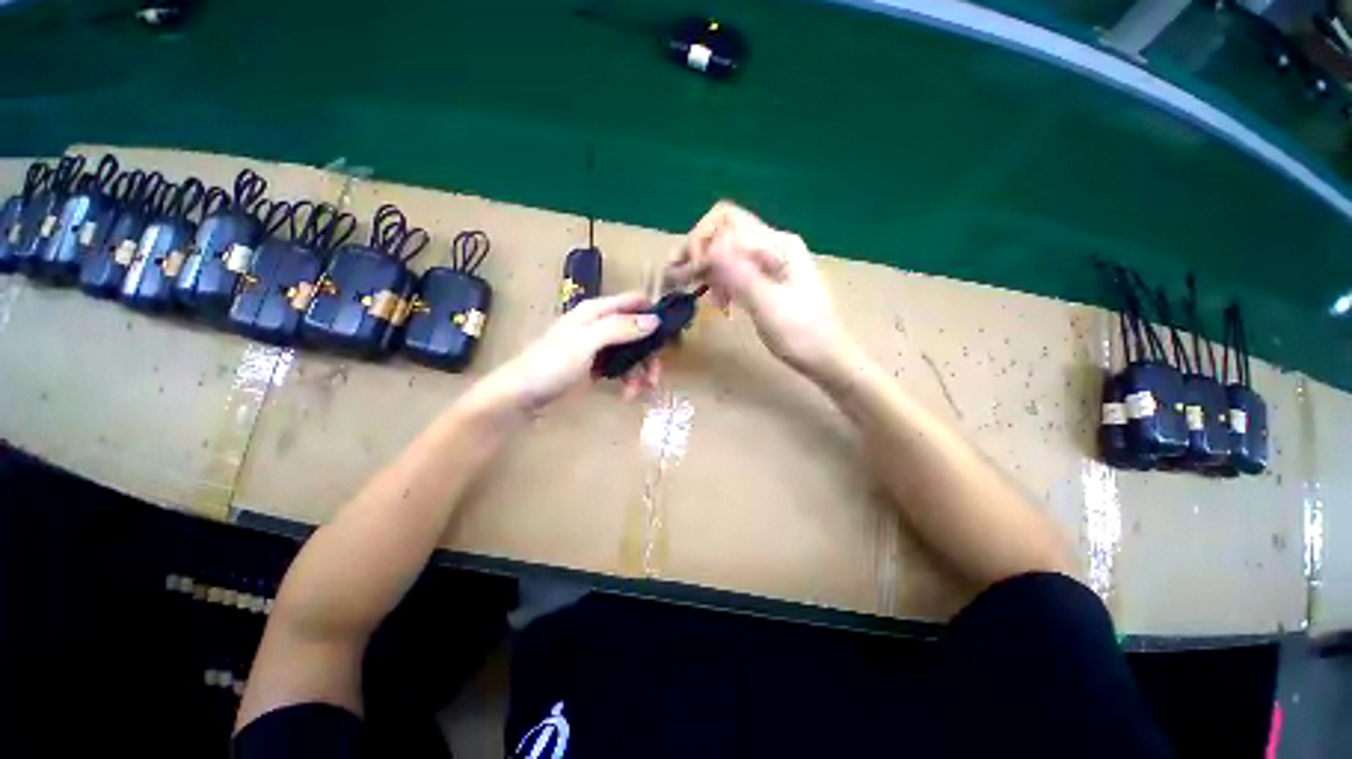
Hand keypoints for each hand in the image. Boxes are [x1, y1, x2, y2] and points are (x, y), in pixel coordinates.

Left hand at [474, 293, 660, 414]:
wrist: (523, 394)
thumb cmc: (551, 363)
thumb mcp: (586, 343)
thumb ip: (620, 329)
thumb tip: (654, 320)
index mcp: (598, 312)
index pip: (634, 302)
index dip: (654, 313)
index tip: (671, 334)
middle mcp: (602, 325)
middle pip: (639, 332)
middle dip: (650, 353)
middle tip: (655, 375)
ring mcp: (601, 347)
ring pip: (634, 354)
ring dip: (641, 372)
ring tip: (639, 392)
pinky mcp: (599, 367)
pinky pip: (623, 370)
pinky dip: (629, 382)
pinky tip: (628, 395)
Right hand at [671, 202, 850, 379]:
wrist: (827, 357)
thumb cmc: (802, 336)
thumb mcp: (770, 308)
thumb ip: (740, 277)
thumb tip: (710, 249)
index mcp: (777, 245)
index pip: (728, 223)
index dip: (700, 244)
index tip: (687, 275)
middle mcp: (772, 244)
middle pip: (724, 229)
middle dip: (697, 250)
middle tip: (677, 278)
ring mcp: (769, 260)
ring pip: (726, 248)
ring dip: (705, 265)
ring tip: (691, 288)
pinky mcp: (765, 276)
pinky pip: (733, 267)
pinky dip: (718, 279)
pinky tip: (717, 301)